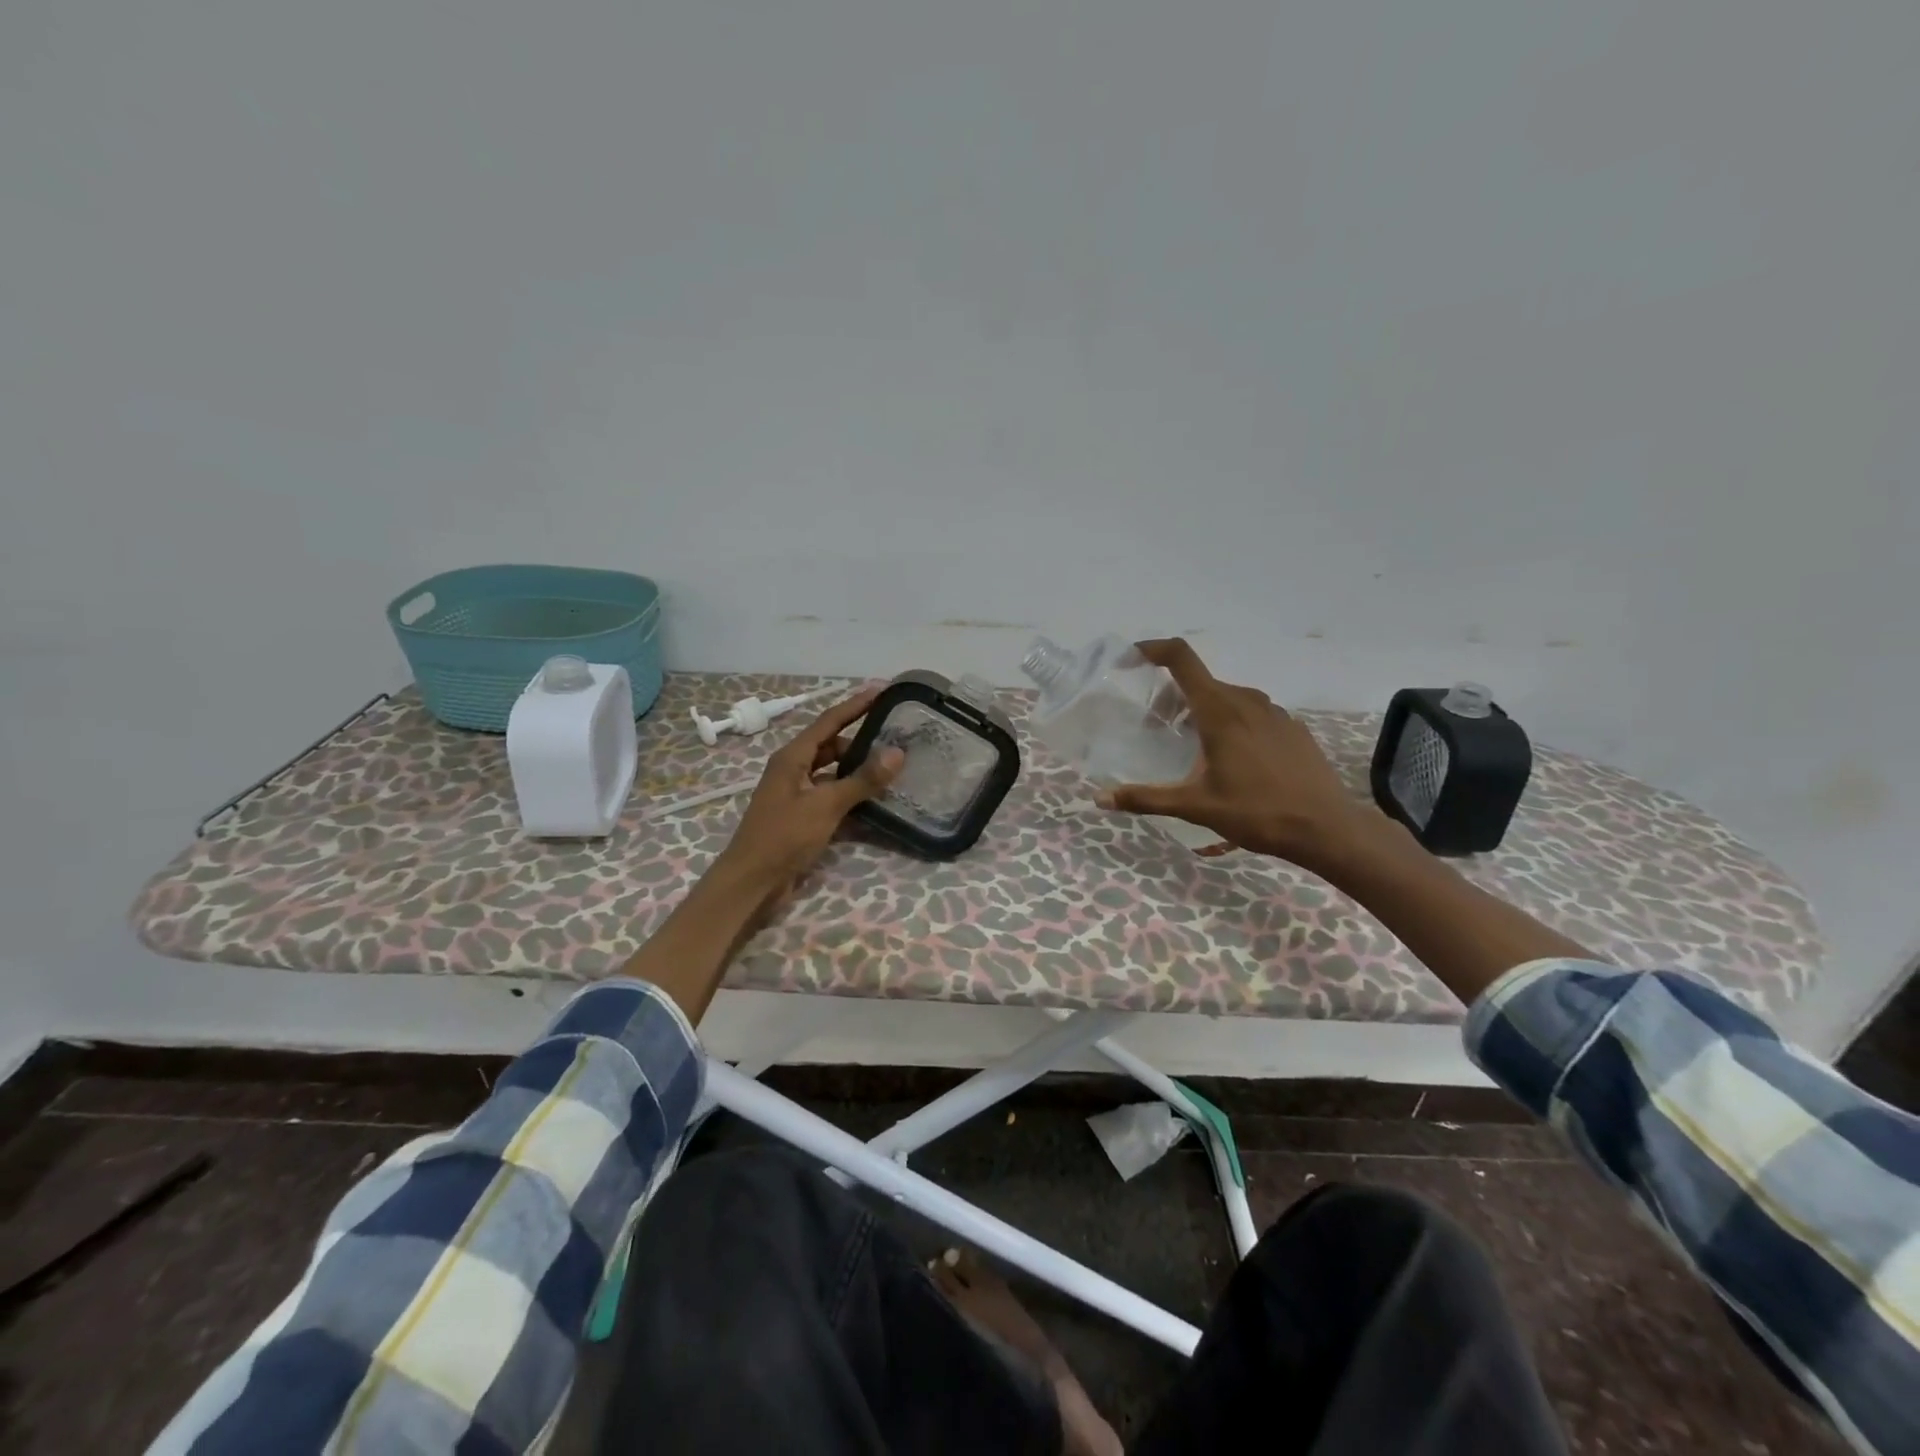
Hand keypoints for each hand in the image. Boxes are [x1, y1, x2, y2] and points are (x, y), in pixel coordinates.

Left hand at [715, 685, 905, 896]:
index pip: (829, 720)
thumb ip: (862, 780)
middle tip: (896, 735)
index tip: (882, 689)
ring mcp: (797, 793)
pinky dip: (851, 794)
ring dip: (858, 769)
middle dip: (862, 739)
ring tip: (892, 766)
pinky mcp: (802, 816)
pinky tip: (875, 799)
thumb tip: (897, 753)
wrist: (752, 882)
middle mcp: (794, 769)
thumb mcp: (825, 806)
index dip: (856, 704)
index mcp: (792, 757)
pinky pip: (832, 795)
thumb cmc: (783, 837)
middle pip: (832, 745)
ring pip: (833, 771)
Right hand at [1095, 639, 1373, 872]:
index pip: (1182, 659)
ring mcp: (1275, 713)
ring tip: (1193, 745)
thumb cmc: (1256, 812)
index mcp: (1219, 711)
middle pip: (1201, 682)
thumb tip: (1101, 799)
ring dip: (1203, 710)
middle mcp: (1247, 701)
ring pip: (1227, 697)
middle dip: (1172, 697)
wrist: (1326, 828)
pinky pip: (1252, 713)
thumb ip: (1146, 799)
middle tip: (1157, 728)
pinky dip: (1232, 722)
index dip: (1154, 650)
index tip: (1132, 659)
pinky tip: (1234, 758)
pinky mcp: (1293, 728)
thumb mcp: (1195, 807)